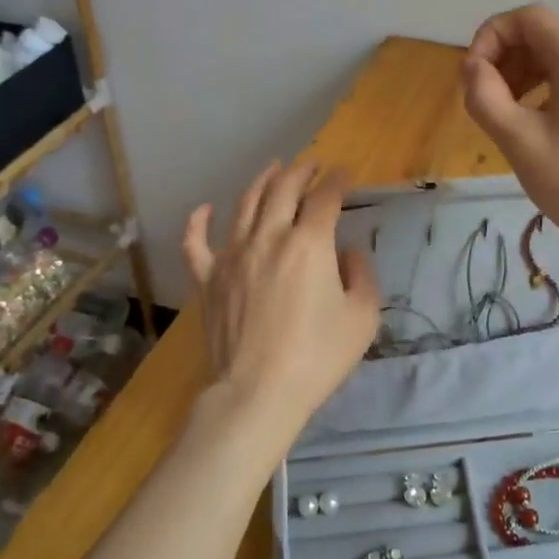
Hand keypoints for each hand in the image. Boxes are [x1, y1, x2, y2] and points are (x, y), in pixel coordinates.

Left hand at [182, 160, 380, 454]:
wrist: (257, 393)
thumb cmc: (317, 356)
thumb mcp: (362, 317)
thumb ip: (362, 275)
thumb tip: (349, 252)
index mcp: (309, 243)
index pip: (325, 197)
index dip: (337, 180)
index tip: (345, 173)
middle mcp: (269, 237)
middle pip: (283, 189)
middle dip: (301, 171)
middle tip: (312, 165)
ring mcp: (233, 255)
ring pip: (245, 203)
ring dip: (262, 181)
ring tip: (274, 169)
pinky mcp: (208, 278)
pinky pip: (196, 242)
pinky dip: (198, 221)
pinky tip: (204, 208)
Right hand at [461, 4, 558, 296]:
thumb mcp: (520, 141)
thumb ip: (486, 97)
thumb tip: (471, 68)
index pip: (528, 17)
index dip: (491, 35)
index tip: (473, 75)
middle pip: (541, 35)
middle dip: (503, 57)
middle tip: (483, 99)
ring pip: (554, 60)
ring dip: (519, 75)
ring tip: (501, 115)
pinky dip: (540, 92)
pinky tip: (530, 128)